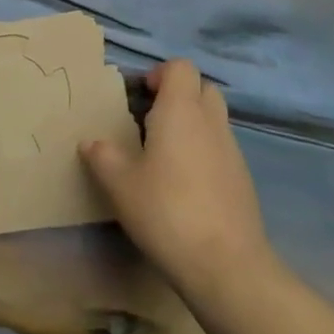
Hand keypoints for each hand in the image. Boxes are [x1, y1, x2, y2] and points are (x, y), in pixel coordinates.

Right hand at [82, 60, 272, 297]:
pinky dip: (205, 153)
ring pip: (215, 119)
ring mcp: (233, 151)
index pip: (180, 67)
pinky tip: (187, 186)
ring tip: (166, 155)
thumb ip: (102, 156)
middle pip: (203, 88)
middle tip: (152, 120)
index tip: (141, 95)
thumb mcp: (120, 185)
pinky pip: (223, 149)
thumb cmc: (167, 212)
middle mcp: (211, 121)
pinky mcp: (243, 180)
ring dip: (193, 125)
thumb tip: (90, 142)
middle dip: (180, 95)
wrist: (227, 266)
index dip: (160, 74)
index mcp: (180, 110)